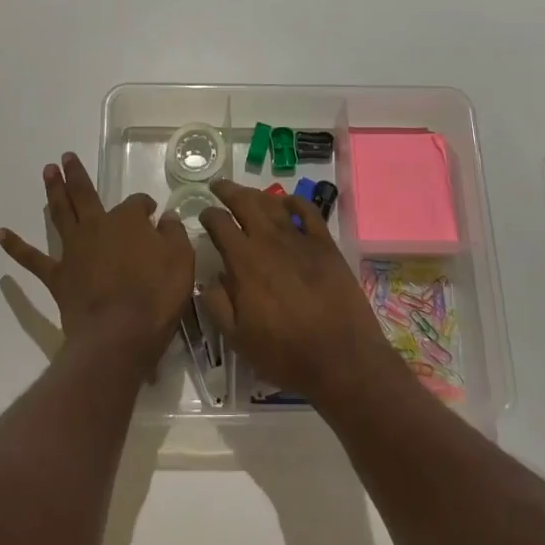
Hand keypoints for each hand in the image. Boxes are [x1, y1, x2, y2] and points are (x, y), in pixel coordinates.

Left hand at [0, 152, 194, 375]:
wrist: (119, 333)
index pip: (138, 204)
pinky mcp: (58, 276)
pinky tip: (1, 233)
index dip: (145, 206)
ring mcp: (74, 250)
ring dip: (53, 192)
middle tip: (66, 157)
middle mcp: (97, 227)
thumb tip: (167, 219)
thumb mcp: (181, 261)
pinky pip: (33, 259)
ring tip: (47, 172)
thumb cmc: (156, 296)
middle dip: (77, 176)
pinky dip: (16, 246)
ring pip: (60, 214)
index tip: (153, 213)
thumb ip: (174, 235)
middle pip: (86, 195)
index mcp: (128, 221)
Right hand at [198, 180, 401, 406]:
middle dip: (228, 191)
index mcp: (244, 263)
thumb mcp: (238, 339)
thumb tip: (209, 280)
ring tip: (247, 193)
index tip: (203, 214)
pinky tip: (287, 202)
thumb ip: (218, 305)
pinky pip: (309, 212)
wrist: (341, 358)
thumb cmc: (285, 353)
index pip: (219, 224)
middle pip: (245, 203)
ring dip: (257, 195)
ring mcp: (300, 241)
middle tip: (218, 186)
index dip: (208, 215)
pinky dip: (295, 201)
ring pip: (274, 204)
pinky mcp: (326, 245)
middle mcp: (270, 242)